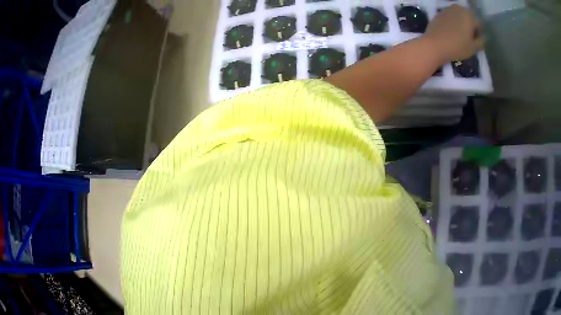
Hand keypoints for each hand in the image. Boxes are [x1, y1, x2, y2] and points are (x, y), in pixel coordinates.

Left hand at [425, 5, 483, 61]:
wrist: (435, 45)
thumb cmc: (458, 47)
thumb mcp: (474, 47)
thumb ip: (481, 41)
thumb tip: (484, 36)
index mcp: (469, 15)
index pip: (479, 23)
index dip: (478, 33)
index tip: (475, 42)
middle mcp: (458, 8)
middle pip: (468, 17)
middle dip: (470, 26)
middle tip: (467, 39)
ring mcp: (447, 9)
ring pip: (459, 16)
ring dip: (461, 24)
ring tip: (459, 36)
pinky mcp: (439, 13)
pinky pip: (450, 17)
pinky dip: (452, 23)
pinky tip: (450, 33)